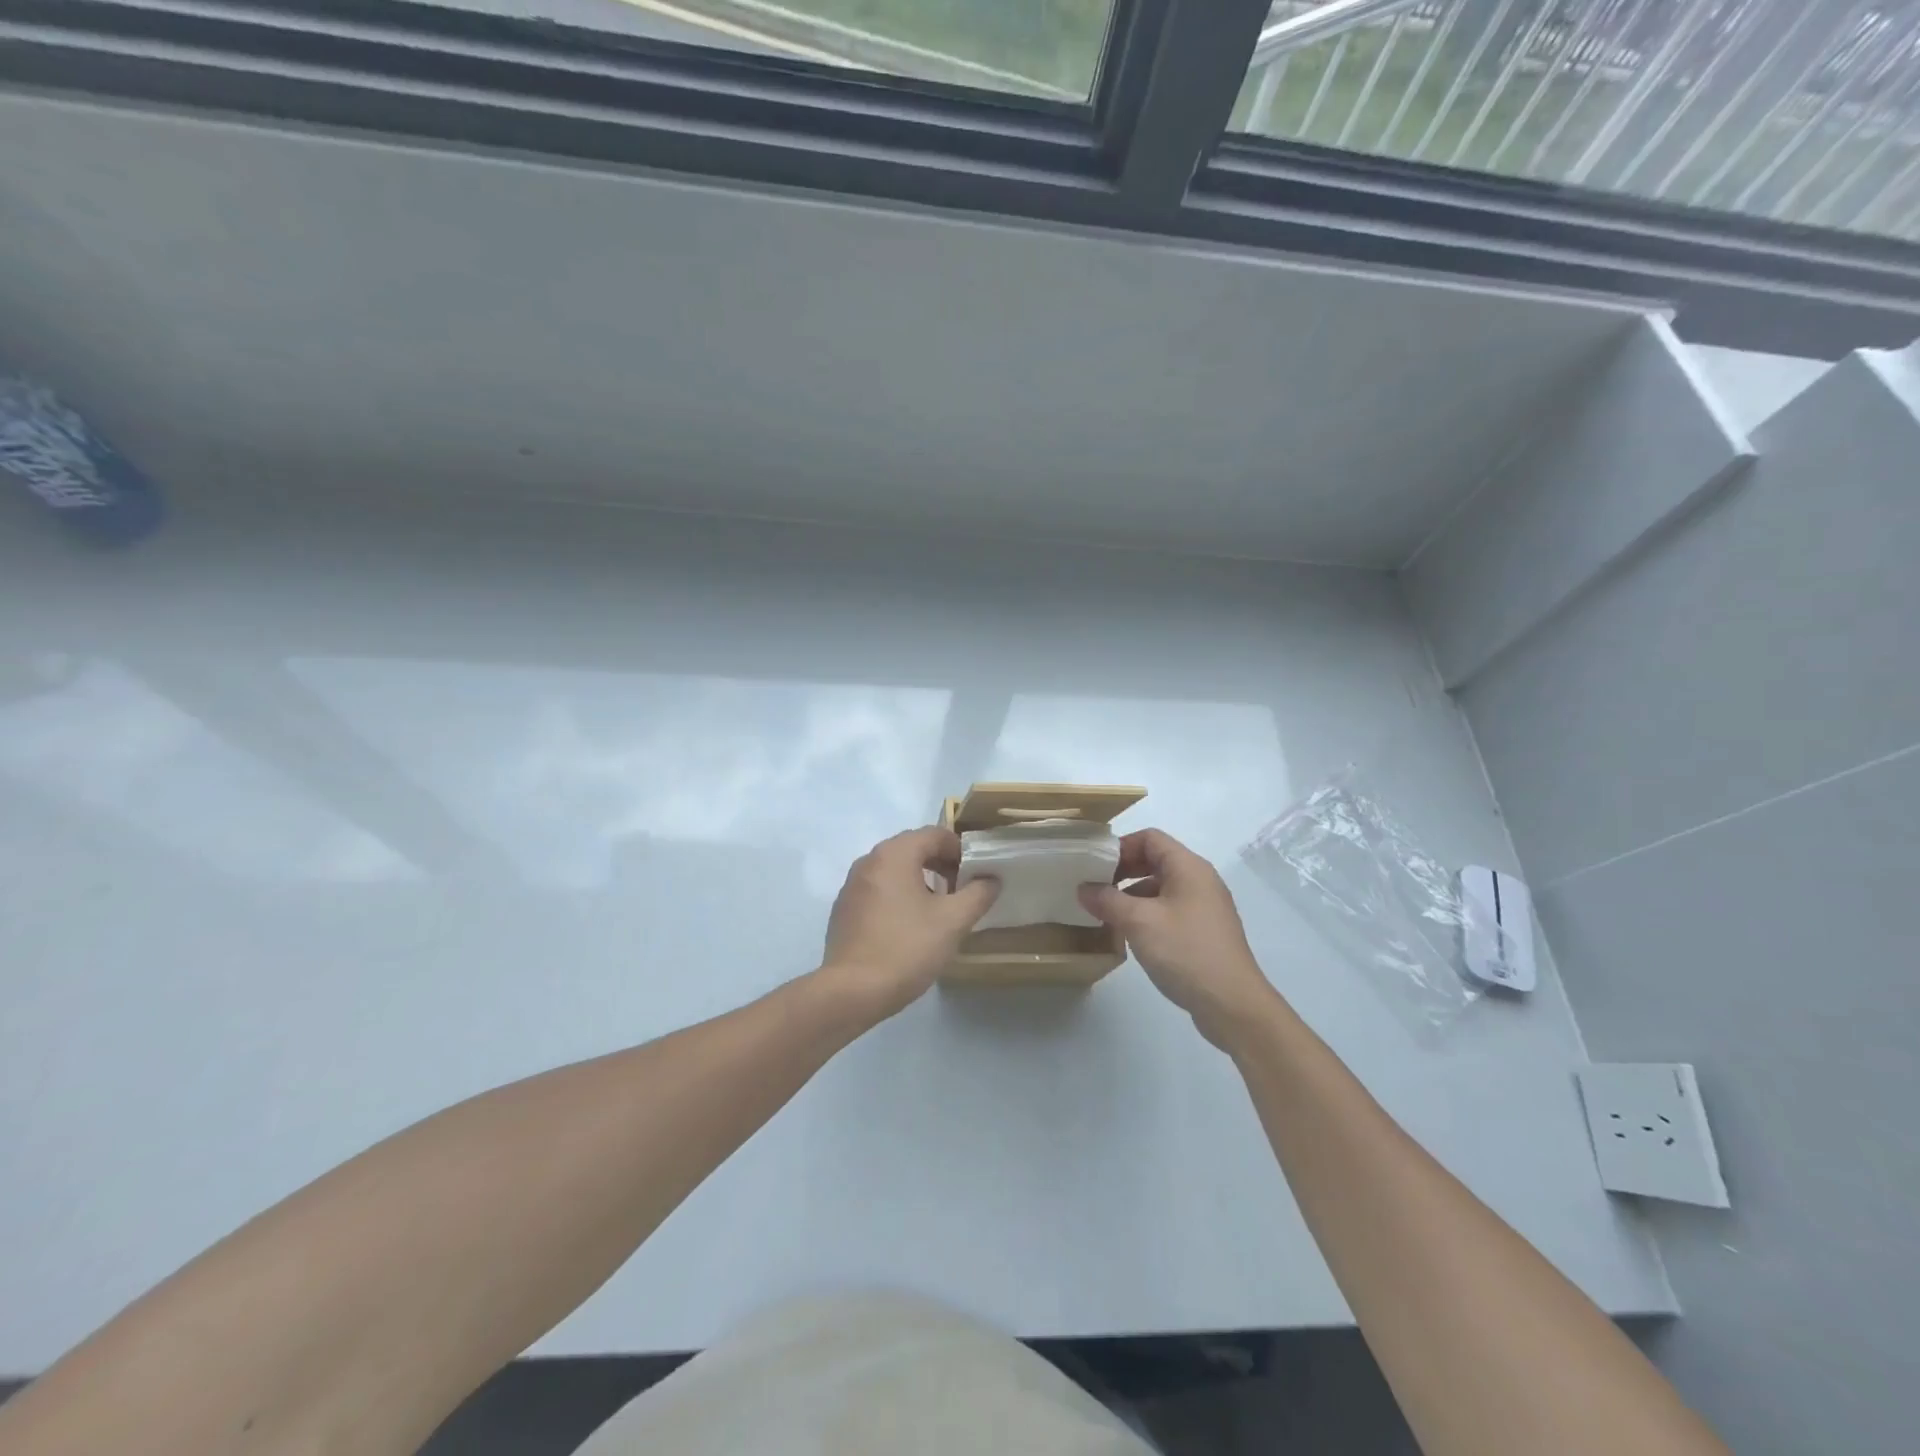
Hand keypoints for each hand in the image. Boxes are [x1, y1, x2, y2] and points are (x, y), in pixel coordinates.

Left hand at [819, 827, 999, 1022]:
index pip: (935, 834)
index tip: (977, 875)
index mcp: (894, 854)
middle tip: (962, 891)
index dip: (961, 850)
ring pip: (895, 870)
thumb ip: (978, 894)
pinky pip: (879, 890)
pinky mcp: (844, 909)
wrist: (851, 991)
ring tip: (939, 910)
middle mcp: (869, 860)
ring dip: (921, 880)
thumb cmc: (906, 948)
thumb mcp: (953, 921)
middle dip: (941, 864)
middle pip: (913, 848)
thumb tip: (991, 879)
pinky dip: (899, 896)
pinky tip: (910, 927)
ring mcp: (852, 885)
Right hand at [1078, 829, 1284, 1047]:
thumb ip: (1107, 900)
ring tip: (1106, 914)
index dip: (1120, 847)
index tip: (1093, 866)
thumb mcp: (1138, 922)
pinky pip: (1170, 911)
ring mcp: (1205, 908)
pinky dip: (1147, 915)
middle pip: (1155, 860)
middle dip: (1122, 871)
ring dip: (1131, 896)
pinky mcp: (1204, 932)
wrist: (1233, 1005)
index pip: (1150, 838)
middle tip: (1094, 889)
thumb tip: (1083, 888)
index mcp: (1188, 867)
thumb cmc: (1185, 951)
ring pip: (1161, 888)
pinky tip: (1129, 936)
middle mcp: (1200, 880)